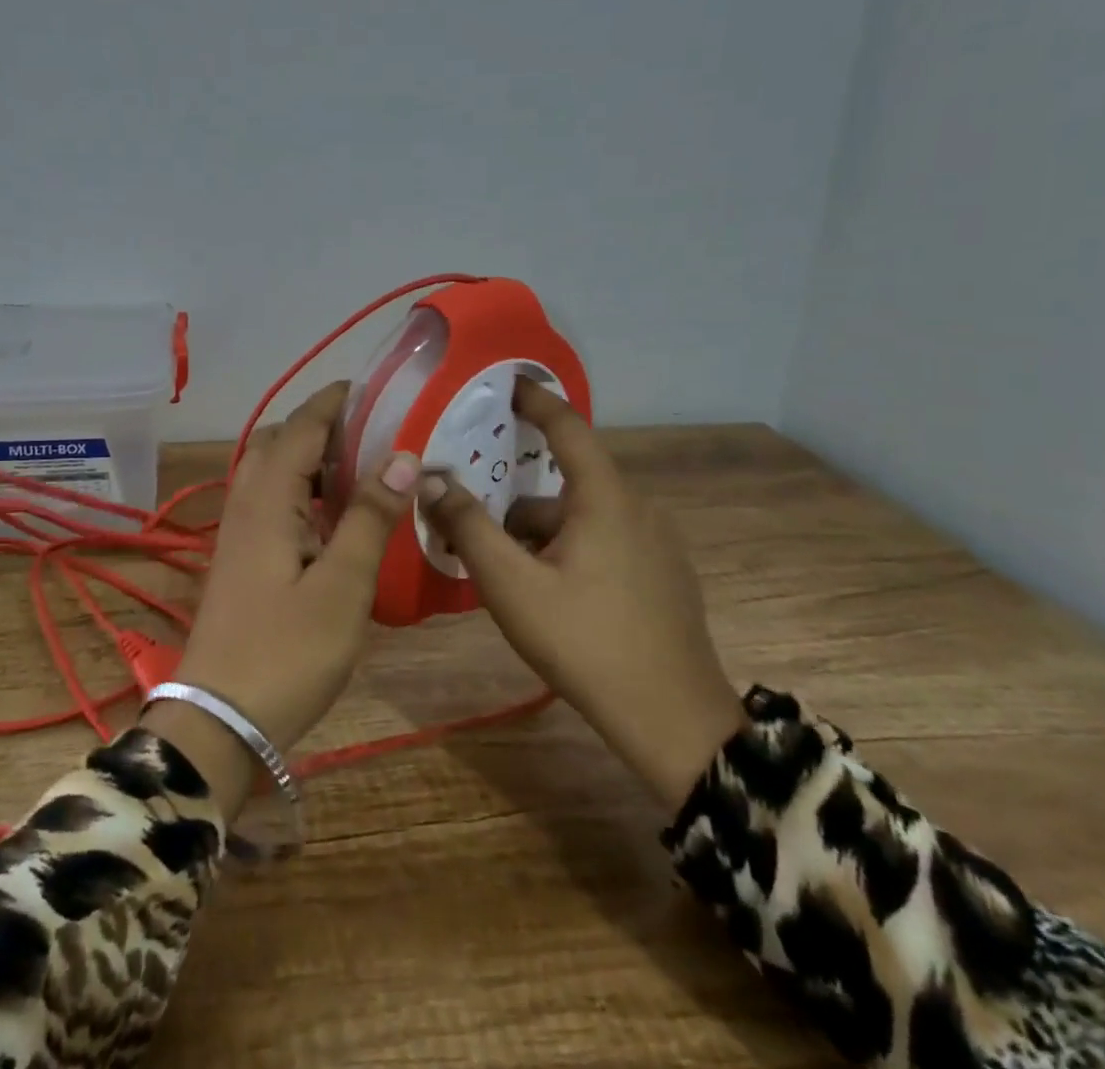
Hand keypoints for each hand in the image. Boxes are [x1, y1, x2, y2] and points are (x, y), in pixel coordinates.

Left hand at [146, 381, 418, 815]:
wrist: (219, 720)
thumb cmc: (288, 651)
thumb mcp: (343, 585)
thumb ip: (370, 516)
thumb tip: (401, 454)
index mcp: (268, 500)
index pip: (300, 428)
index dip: (333, 402)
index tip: (372, 388)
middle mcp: (246, 504)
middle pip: (277, 442)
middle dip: (319, 426)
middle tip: (370, 433)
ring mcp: (237, 534)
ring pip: (269, 472)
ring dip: (308, 458)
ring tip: (360, 469)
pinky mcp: (240, 560)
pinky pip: (269, 502)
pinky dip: (300, 490)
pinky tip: (332, 518)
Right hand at [418, 379, 744, 806]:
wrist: (674, 721)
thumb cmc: (586, 642)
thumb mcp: (512, 585)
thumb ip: (469, 527)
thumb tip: (431, 478)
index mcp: (605, 498)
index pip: (567, 427)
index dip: (534, 401)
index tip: (505, 384)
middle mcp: (637, 508)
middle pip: (564, 485)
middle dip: (515, 502)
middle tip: (473, 524)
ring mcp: (656, 544)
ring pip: (582, 518)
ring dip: (539, 534)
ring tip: (504, 574)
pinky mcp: (664, 575)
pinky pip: (604, 542)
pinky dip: (568, 550)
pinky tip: (548, 594)